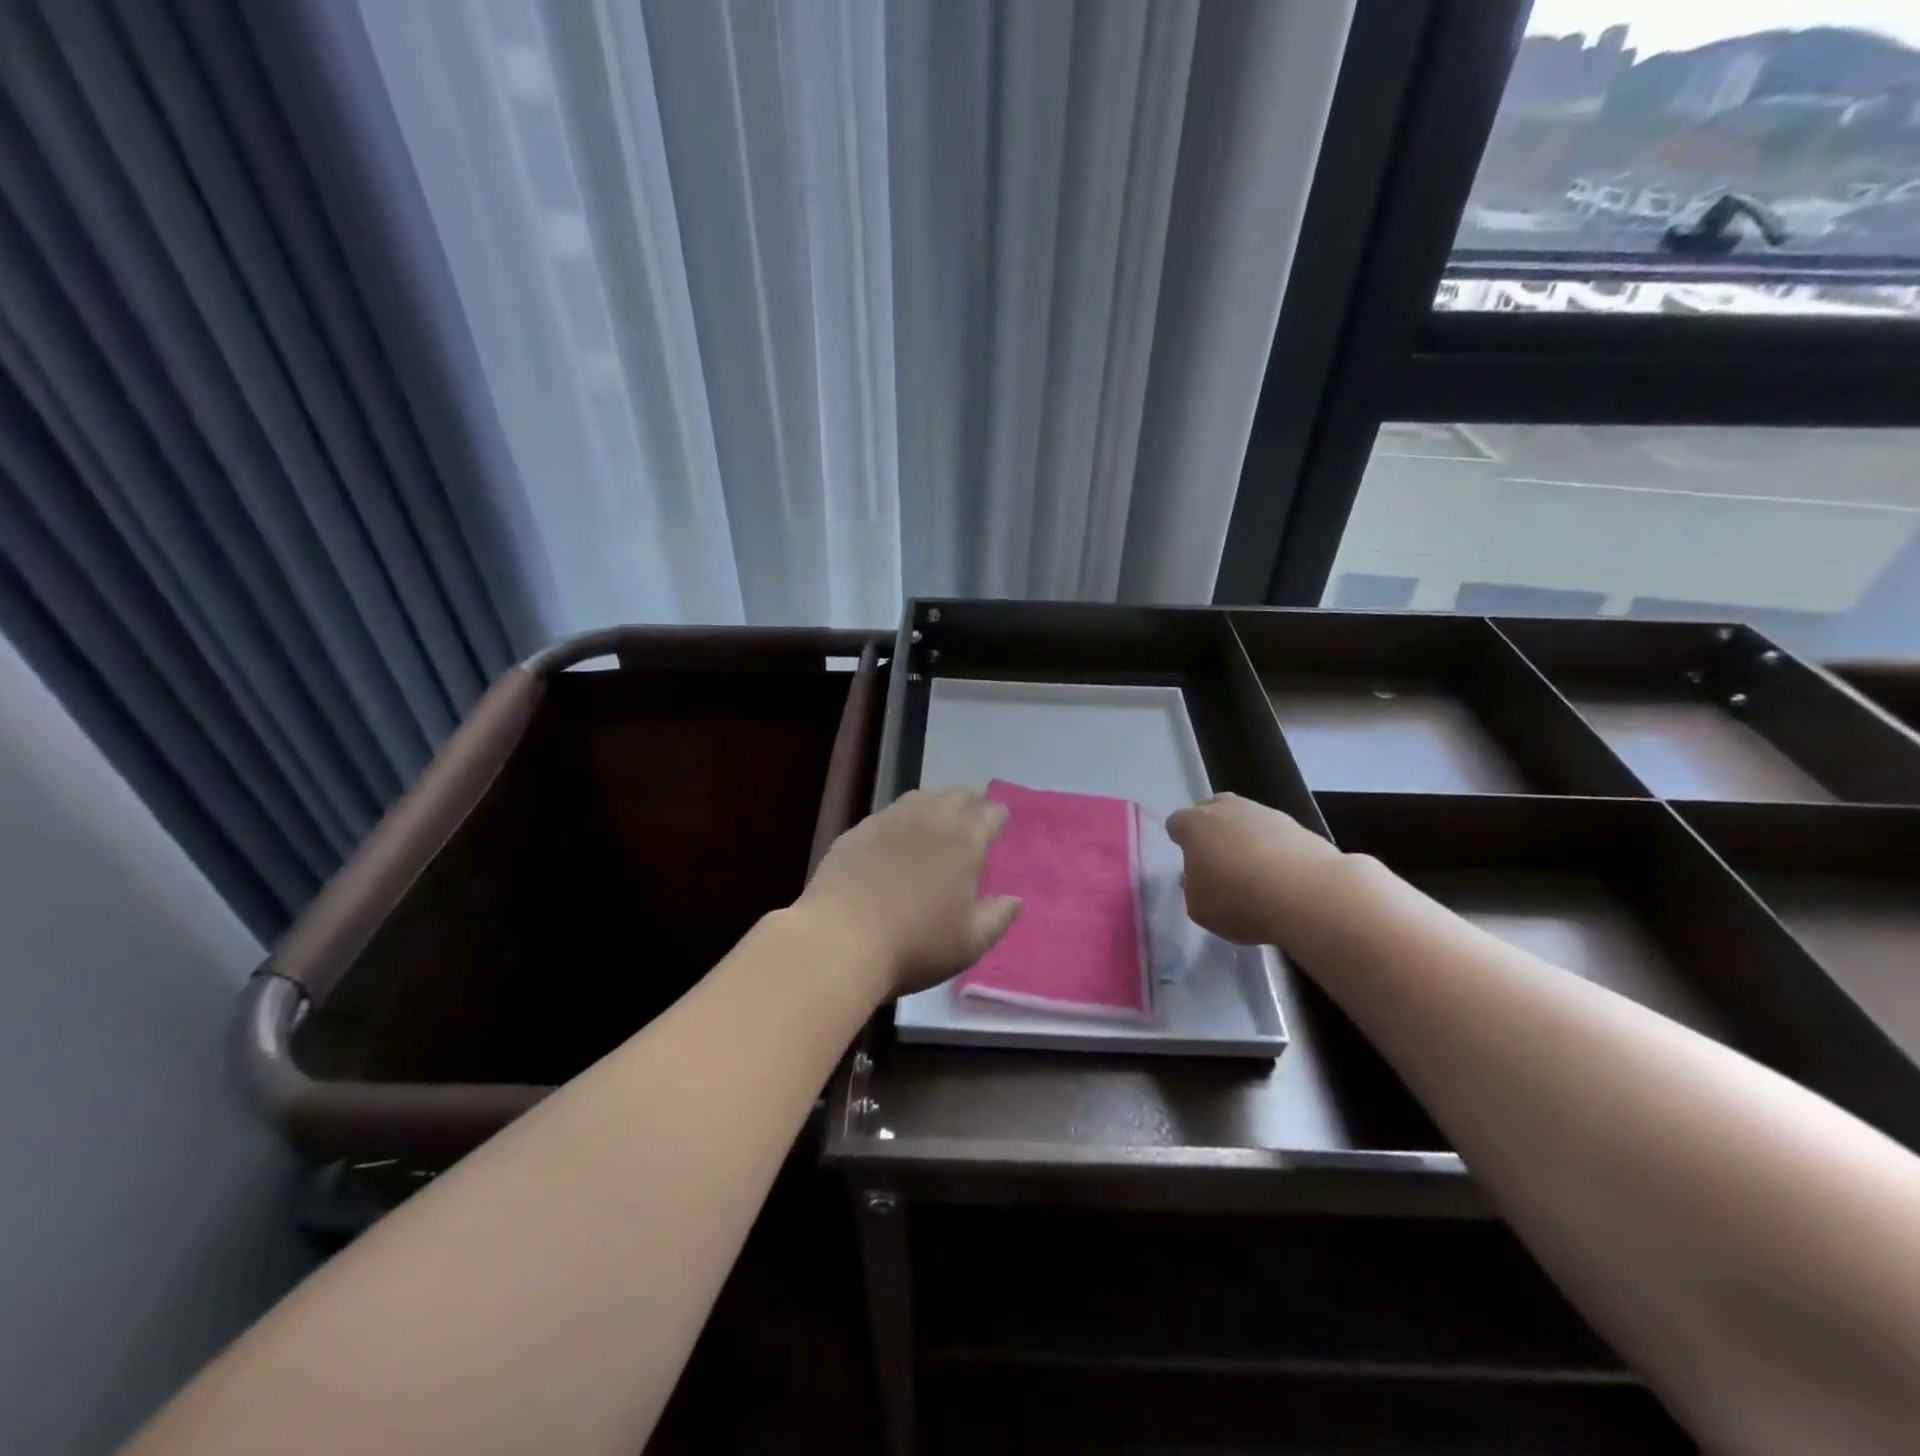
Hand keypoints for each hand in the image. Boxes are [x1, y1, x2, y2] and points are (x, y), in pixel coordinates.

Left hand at [795, 788, 1021, 999]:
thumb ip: (997, 918)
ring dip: (934, 804)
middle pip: (956, 795)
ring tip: (936, 821)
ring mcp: (888, 820)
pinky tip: (893, 841)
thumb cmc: (916, 944)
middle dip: (969, 802)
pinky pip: (887, 816)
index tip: (999, 824)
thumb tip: (1014, 900)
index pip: (990, 813)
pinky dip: (899, 822)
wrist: (840, 940)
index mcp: (964, 839)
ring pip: (920, 798)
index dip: (997, 816)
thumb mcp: (970, 943)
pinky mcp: (856, 831)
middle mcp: (929, 818)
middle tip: (972, 817)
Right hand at [1165, 794, 1335, 945]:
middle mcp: (1227, 809)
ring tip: (1255, 874)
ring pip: (1247, 820)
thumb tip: (1201, 878)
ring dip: (1246, 839)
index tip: (1188, 861)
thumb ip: (1193, 888)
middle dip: (1212, 830)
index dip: (1180, 840)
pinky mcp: (1299, 826)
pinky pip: (1276, 836)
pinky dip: (1275, 851)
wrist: (1308, 894)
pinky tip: (1281, 878)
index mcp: (1195, 824)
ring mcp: (1265, 813)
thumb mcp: (1199, 907)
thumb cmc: (1239, 900)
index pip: (1177, 823)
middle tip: (1218, 861)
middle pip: (1212, 810)